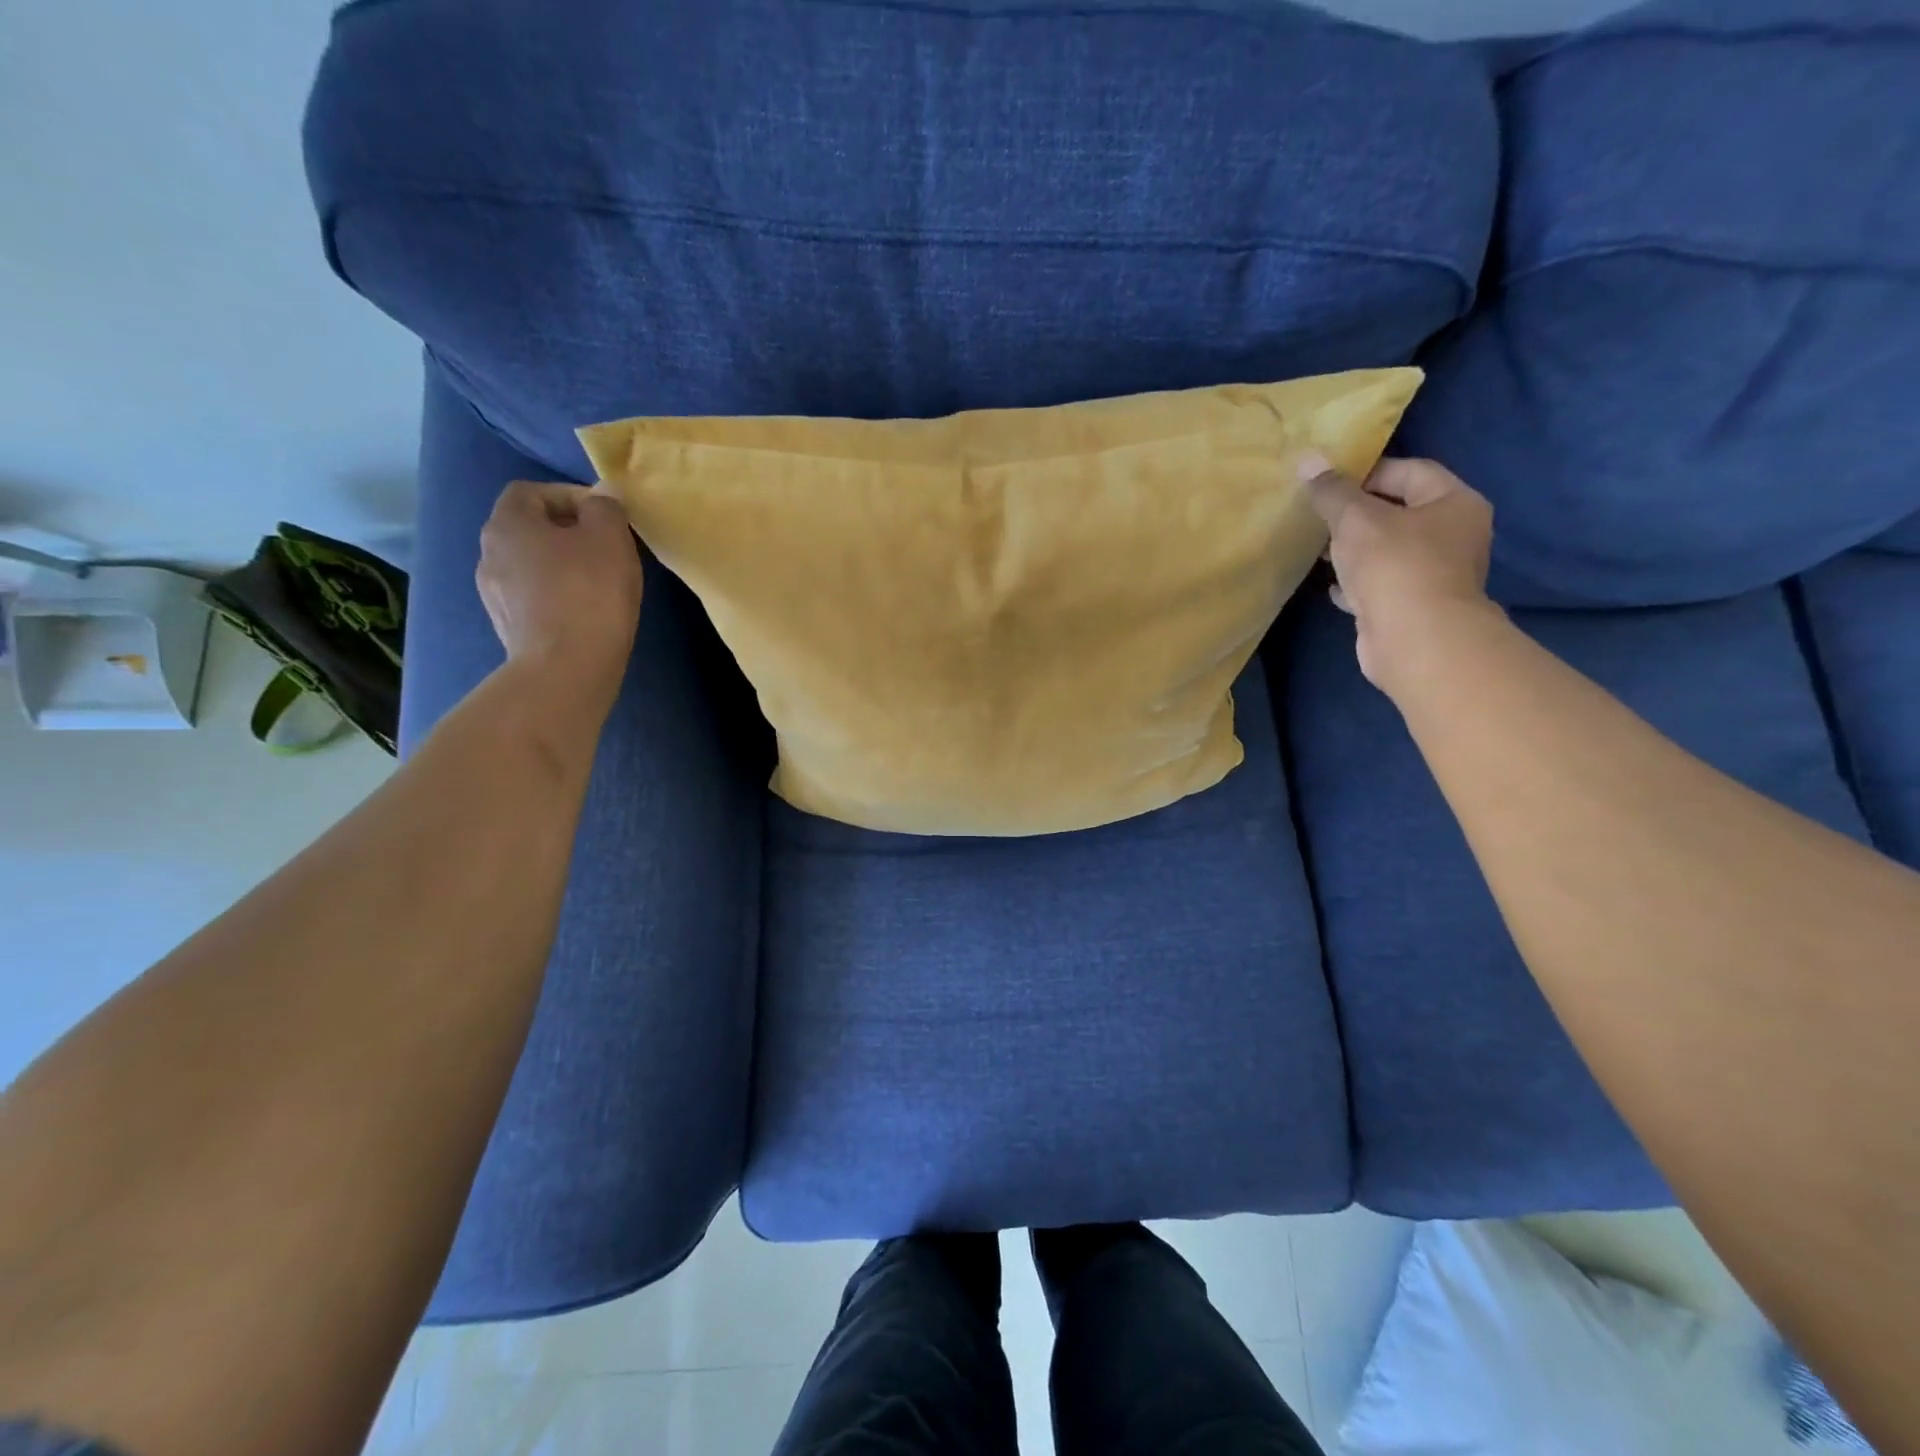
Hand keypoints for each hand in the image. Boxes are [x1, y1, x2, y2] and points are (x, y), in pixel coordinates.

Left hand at [477, 482, 643, 710]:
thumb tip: (602, 495)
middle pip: (529, 529)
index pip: (531, 491)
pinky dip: (557, 596)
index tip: (605, 516)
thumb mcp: (610, 539)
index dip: (569, 496)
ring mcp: (494, 594)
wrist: (566, 669)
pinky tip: (585, 612)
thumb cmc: (589, 593)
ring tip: (599, 584)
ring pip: (531, 566)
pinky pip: (534, 598)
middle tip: (607, 549)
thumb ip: (606, 509)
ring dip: (562, 567)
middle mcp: (489, 554)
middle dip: (568, 533)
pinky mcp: (509, 627)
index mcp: (507, 524)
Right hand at [1300, 455, 1497, 693]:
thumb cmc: (1394, 565)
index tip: (1328, 484)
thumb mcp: (1355, 519)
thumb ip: (1331, 491)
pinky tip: (1332, 587)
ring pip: (1388, 551)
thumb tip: (1307, 458)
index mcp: (1455, 503)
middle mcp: (1454, 535)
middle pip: (1399, 512)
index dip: (1368, 472)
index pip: (1410, 471)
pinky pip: (1381, 585)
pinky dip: (1358, 583)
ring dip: (1354, 550)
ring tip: (1318, 550)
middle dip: (1357, 514)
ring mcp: (1435, 574)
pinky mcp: (1413, 606)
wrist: (1414, 640)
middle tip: (1318, 516)